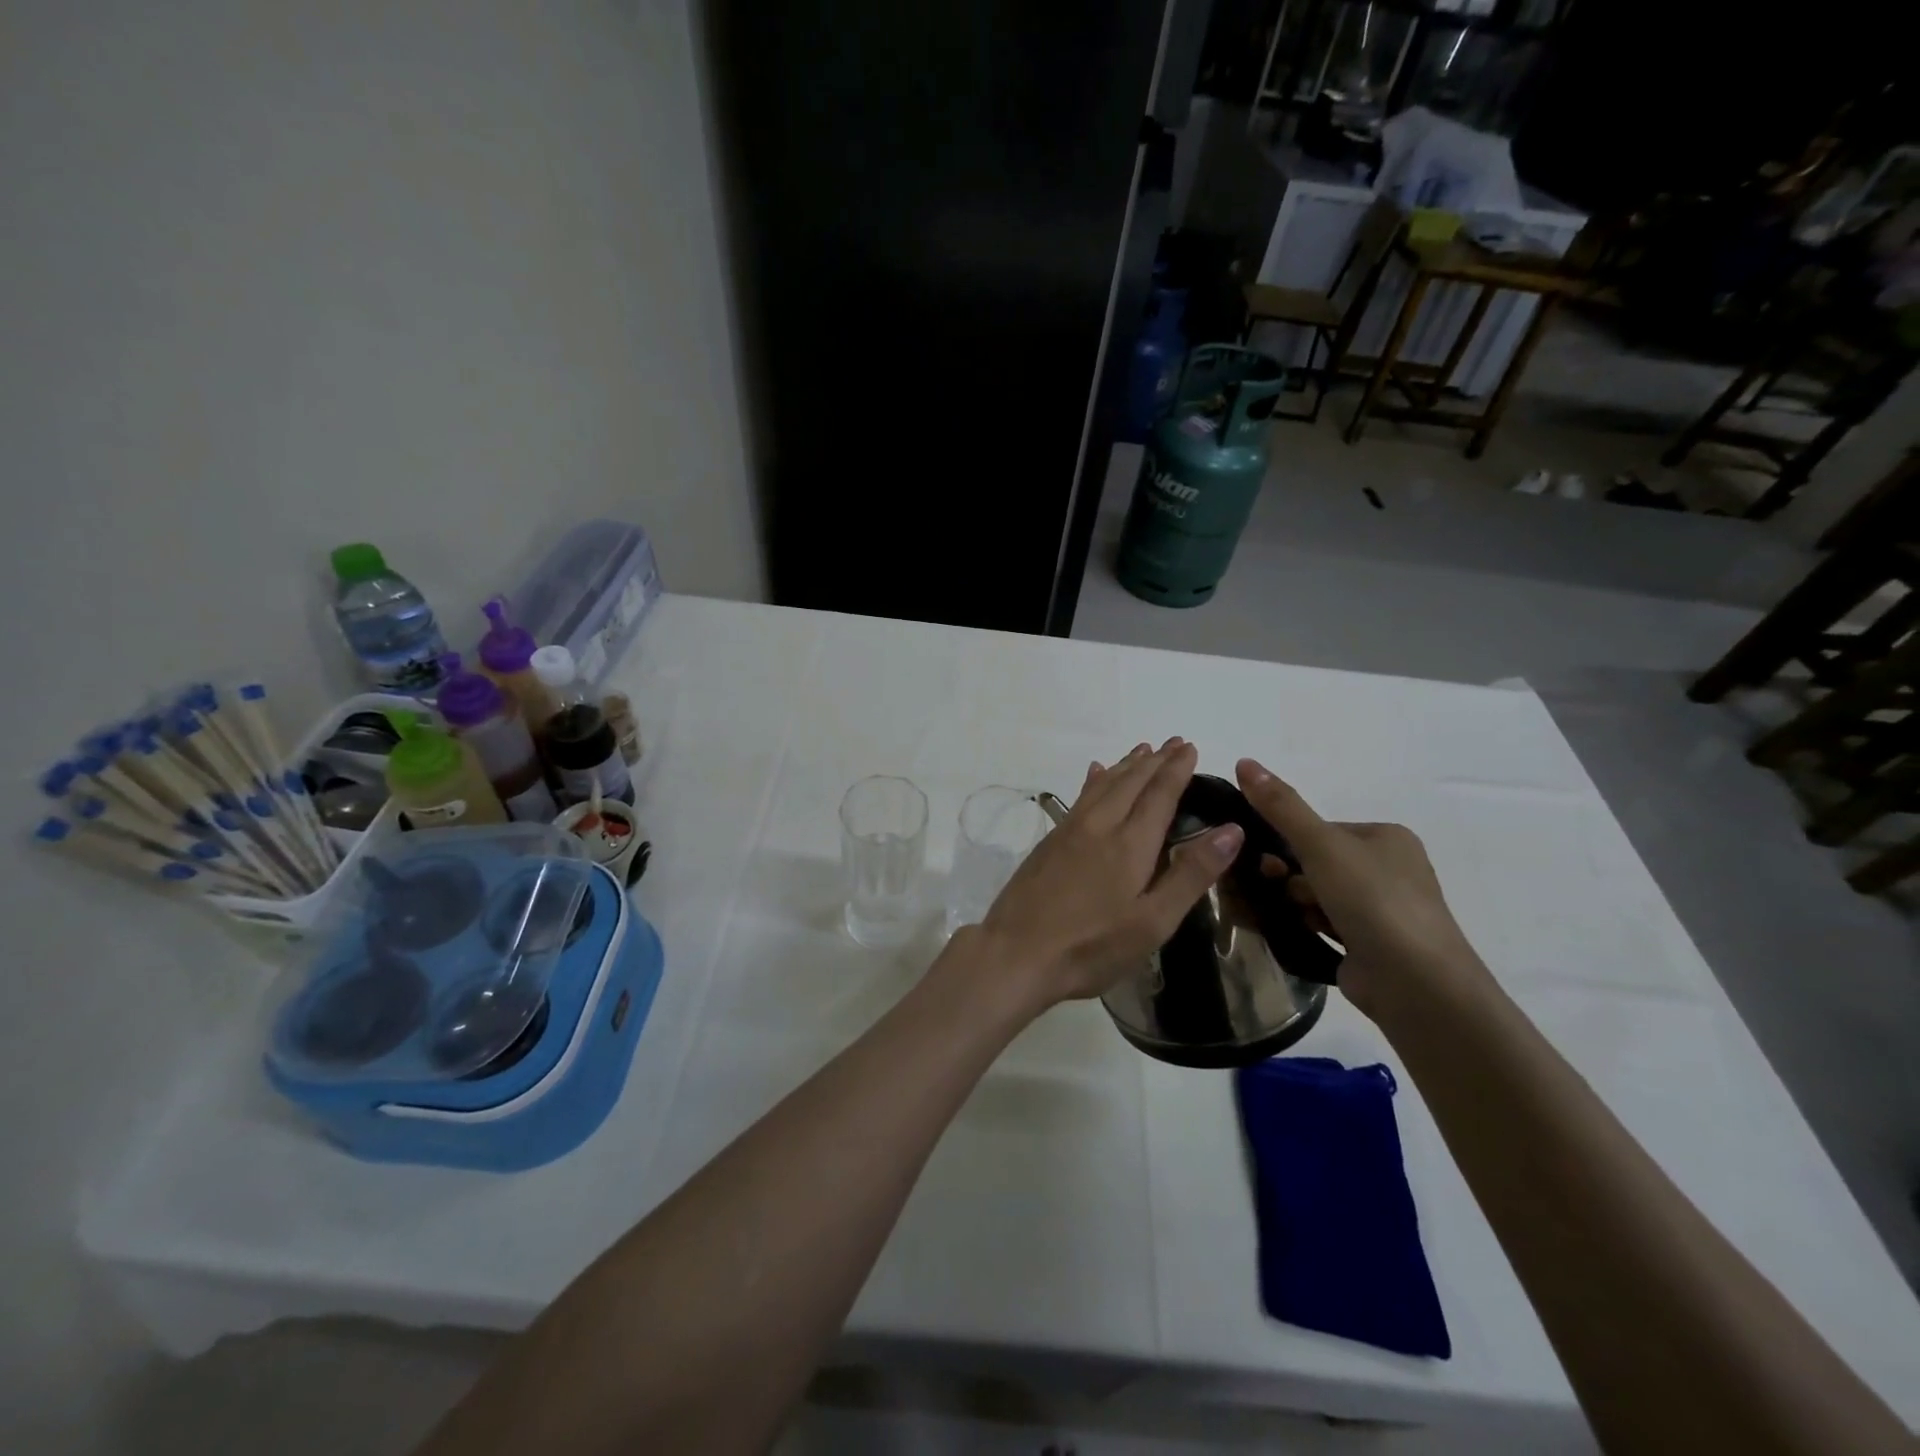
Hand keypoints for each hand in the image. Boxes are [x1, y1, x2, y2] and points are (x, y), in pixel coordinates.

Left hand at [965, 740, 1243, 1010]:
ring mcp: (1069, 831)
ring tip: (1142, 750)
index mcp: (1130, 844)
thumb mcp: (1153, 921)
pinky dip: (1095, 780)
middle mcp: (1099, 826)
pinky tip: (1094, 773)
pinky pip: (1080, 797)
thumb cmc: (1092, 945)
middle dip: (1155, 761)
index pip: (1159, 794)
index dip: (1176, 769)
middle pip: (1131, 782)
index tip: (1189, 747)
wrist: (1017, 952)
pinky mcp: (1050, 841)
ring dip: (1126, 765)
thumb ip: (1191, 874)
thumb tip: (1232, 830)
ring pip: (1103, 785)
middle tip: (1173, 742)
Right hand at [1234, 758, 1489, 1017]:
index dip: (1288, 841)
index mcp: (1387, 838)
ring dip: (1294, 901)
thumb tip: (1244, 761)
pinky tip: (1288, 930)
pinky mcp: (1371, 945)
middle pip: (1317, 862)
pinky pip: (1325, 923)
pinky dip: (1304, 924)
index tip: (1266, 859)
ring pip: (1318, 894)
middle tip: (1271, 886)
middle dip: (1289, 874)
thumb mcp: (1321, 844)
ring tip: (1284, 914)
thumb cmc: (1372, 900)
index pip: (1321, 829)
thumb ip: (1281, 806)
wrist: (1415, 983)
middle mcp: (1389, 870)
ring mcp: (1382, 910)